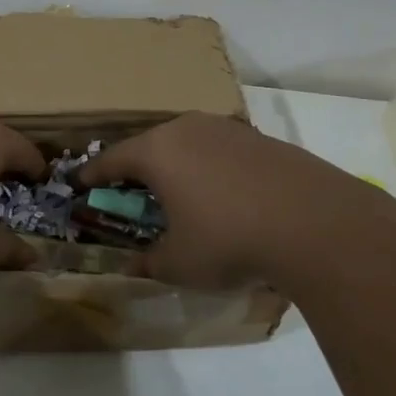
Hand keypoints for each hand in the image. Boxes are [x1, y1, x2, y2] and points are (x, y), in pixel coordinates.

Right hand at [78, 113, 395, 289]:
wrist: (316, 223)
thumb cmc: (230, 240)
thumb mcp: (180, 263)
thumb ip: (149, 262)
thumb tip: (134, 265)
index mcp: (158, 151)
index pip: (112, 159)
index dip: (92, 174)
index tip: (79, 183)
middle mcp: (187, 129)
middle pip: (149, 145)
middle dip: (135, 168)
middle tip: (128, 191)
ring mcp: (227, 130)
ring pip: (187, 143)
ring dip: (176, 166)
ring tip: (177, 192)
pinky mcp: (260, 139)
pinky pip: (219, 150)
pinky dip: (209, 168)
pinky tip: (223, 194)